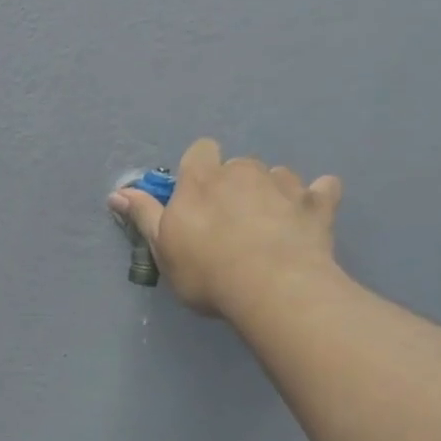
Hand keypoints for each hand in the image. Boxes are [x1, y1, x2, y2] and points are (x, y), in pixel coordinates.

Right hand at [109, 138, 343, 317]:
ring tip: (270, 230)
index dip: (200, 172)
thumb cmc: (206, 271)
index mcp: (202, 180)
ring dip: (272, 194)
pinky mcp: (318, 203)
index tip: (197, 201)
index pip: (200, 152)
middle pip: (238, 167)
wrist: (271, 288)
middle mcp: (243, 171)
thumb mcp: (164, 249)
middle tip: (232, 226)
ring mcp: (284, 184)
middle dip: (236, 188)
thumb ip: (144, 216)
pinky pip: (322, 189)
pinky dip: (317, 199)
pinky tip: (311, 218)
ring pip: (277, 176)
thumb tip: (117, 192)